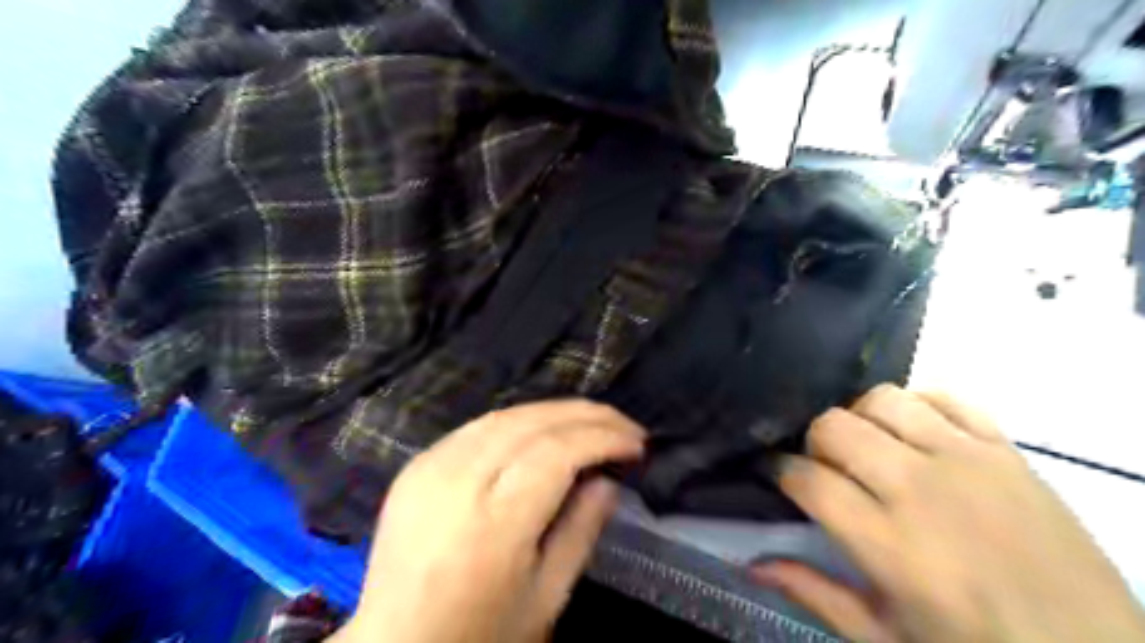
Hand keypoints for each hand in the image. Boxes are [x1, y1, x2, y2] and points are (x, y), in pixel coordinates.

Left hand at [336, 399, 647, 642]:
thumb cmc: (481, 633)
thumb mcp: (547, 597)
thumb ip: (581, 530)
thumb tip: (607, 479)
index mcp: (495, 523)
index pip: (558, 452)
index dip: (604, 437)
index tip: (637, 443)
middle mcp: (460, 481)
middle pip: (533, 423)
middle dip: (587, 415)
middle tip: (624, 424)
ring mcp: (431, 467)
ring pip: (506, 415)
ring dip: (555, 411)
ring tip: (591, 422)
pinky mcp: (417, 465)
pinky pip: (478, 427)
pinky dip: (519, 420)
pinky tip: (541, 430)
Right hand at [753, 386, 1143, 641]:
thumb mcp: (886, 639)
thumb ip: (814, 593)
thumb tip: (751, 564)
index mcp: (888, 543)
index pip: (806, 477)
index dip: (778, 470)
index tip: (776, 475)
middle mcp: (920, 487)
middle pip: (833, 426)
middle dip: (813, 442)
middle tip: (823, 467)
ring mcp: (967, 460)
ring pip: (881, 399)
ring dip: (859, 418)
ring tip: (867, 448)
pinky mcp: (1005, 449)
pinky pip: (945, 396)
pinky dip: (916, 404)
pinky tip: (914, 433)